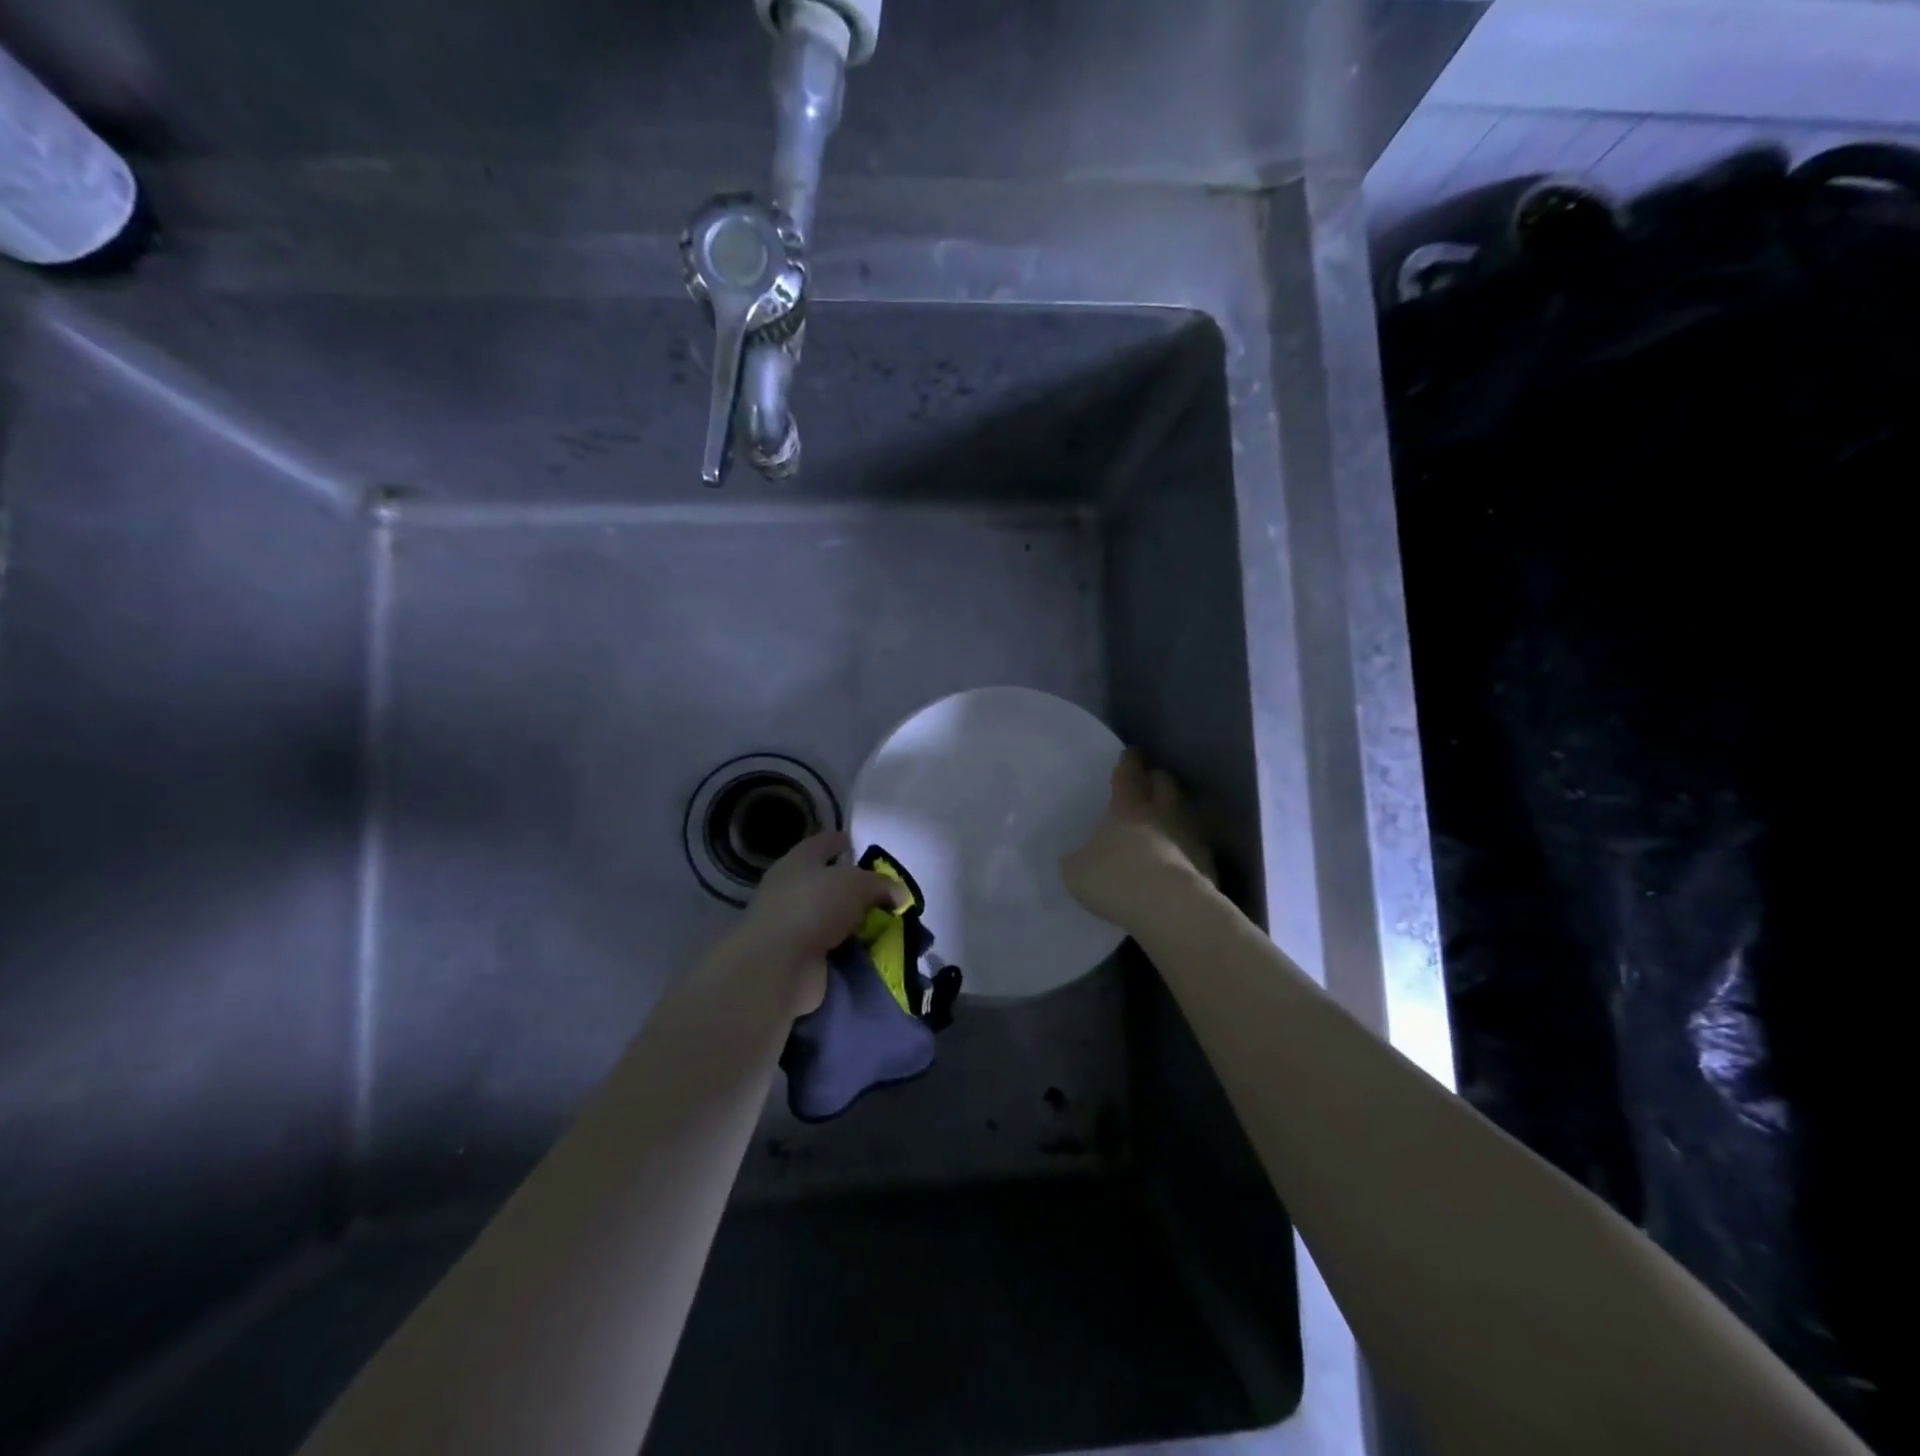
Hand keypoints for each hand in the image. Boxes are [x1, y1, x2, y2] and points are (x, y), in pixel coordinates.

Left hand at [731, 830, 904, 1014]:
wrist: (779, 966)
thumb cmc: (814, 907)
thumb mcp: (857, 884)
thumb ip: (881, 885)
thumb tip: (899, 894)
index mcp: (799, 861)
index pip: (823, 843)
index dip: (841, 842)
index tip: (859, 845)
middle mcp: (791, 889)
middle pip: (827, 882)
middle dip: (854, 887)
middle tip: (885, 892)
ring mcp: (793, 924)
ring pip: (831, 916)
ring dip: (853, 921)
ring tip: (886, 923)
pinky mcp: (798, 956)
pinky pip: (832, 946)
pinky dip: (849, 947)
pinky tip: (872, 948)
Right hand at [1061, 749, 1215, 929]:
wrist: (1169, 906)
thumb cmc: (1115, 879)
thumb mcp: (1077, 870)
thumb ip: (1079, 858)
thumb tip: (1080, 857)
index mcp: (1127, 809)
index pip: (1128, 776)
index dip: (1128, 763)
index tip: (1131, 753)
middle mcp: (1161, 814)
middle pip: (1164, 784)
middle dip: (1157, 779)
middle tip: (1151, 780)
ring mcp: (1190, 837)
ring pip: (1186, 811)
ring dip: (1177, 810)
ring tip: (1169, 817)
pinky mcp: (1209, 863)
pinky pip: (1198, 845)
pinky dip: (1190, 846)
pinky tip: (1182, 856)